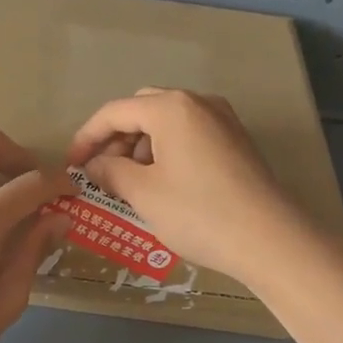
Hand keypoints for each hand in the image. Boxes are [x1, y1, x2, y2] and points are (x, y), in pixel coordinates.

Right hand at [65, 88, 310, 280]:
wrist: (270, 239)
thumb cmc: (199, 213)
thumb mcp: (144, 194)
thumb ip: (111, 171)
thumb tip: (94, 164)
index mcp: (171, 108)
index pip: (115, 112)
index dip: (87, 137)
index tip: (72, 165)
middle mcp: (198, 103)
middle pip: (143, 109)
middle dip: (116, 137)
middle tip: (102, 171)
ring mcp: (223, 120)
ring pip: (168, 121)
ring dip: (142, 144)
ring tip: (132, 182)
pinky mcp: (237, 141)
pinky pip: (190, 134)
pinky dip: (168, 150)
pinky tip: (164, 183)